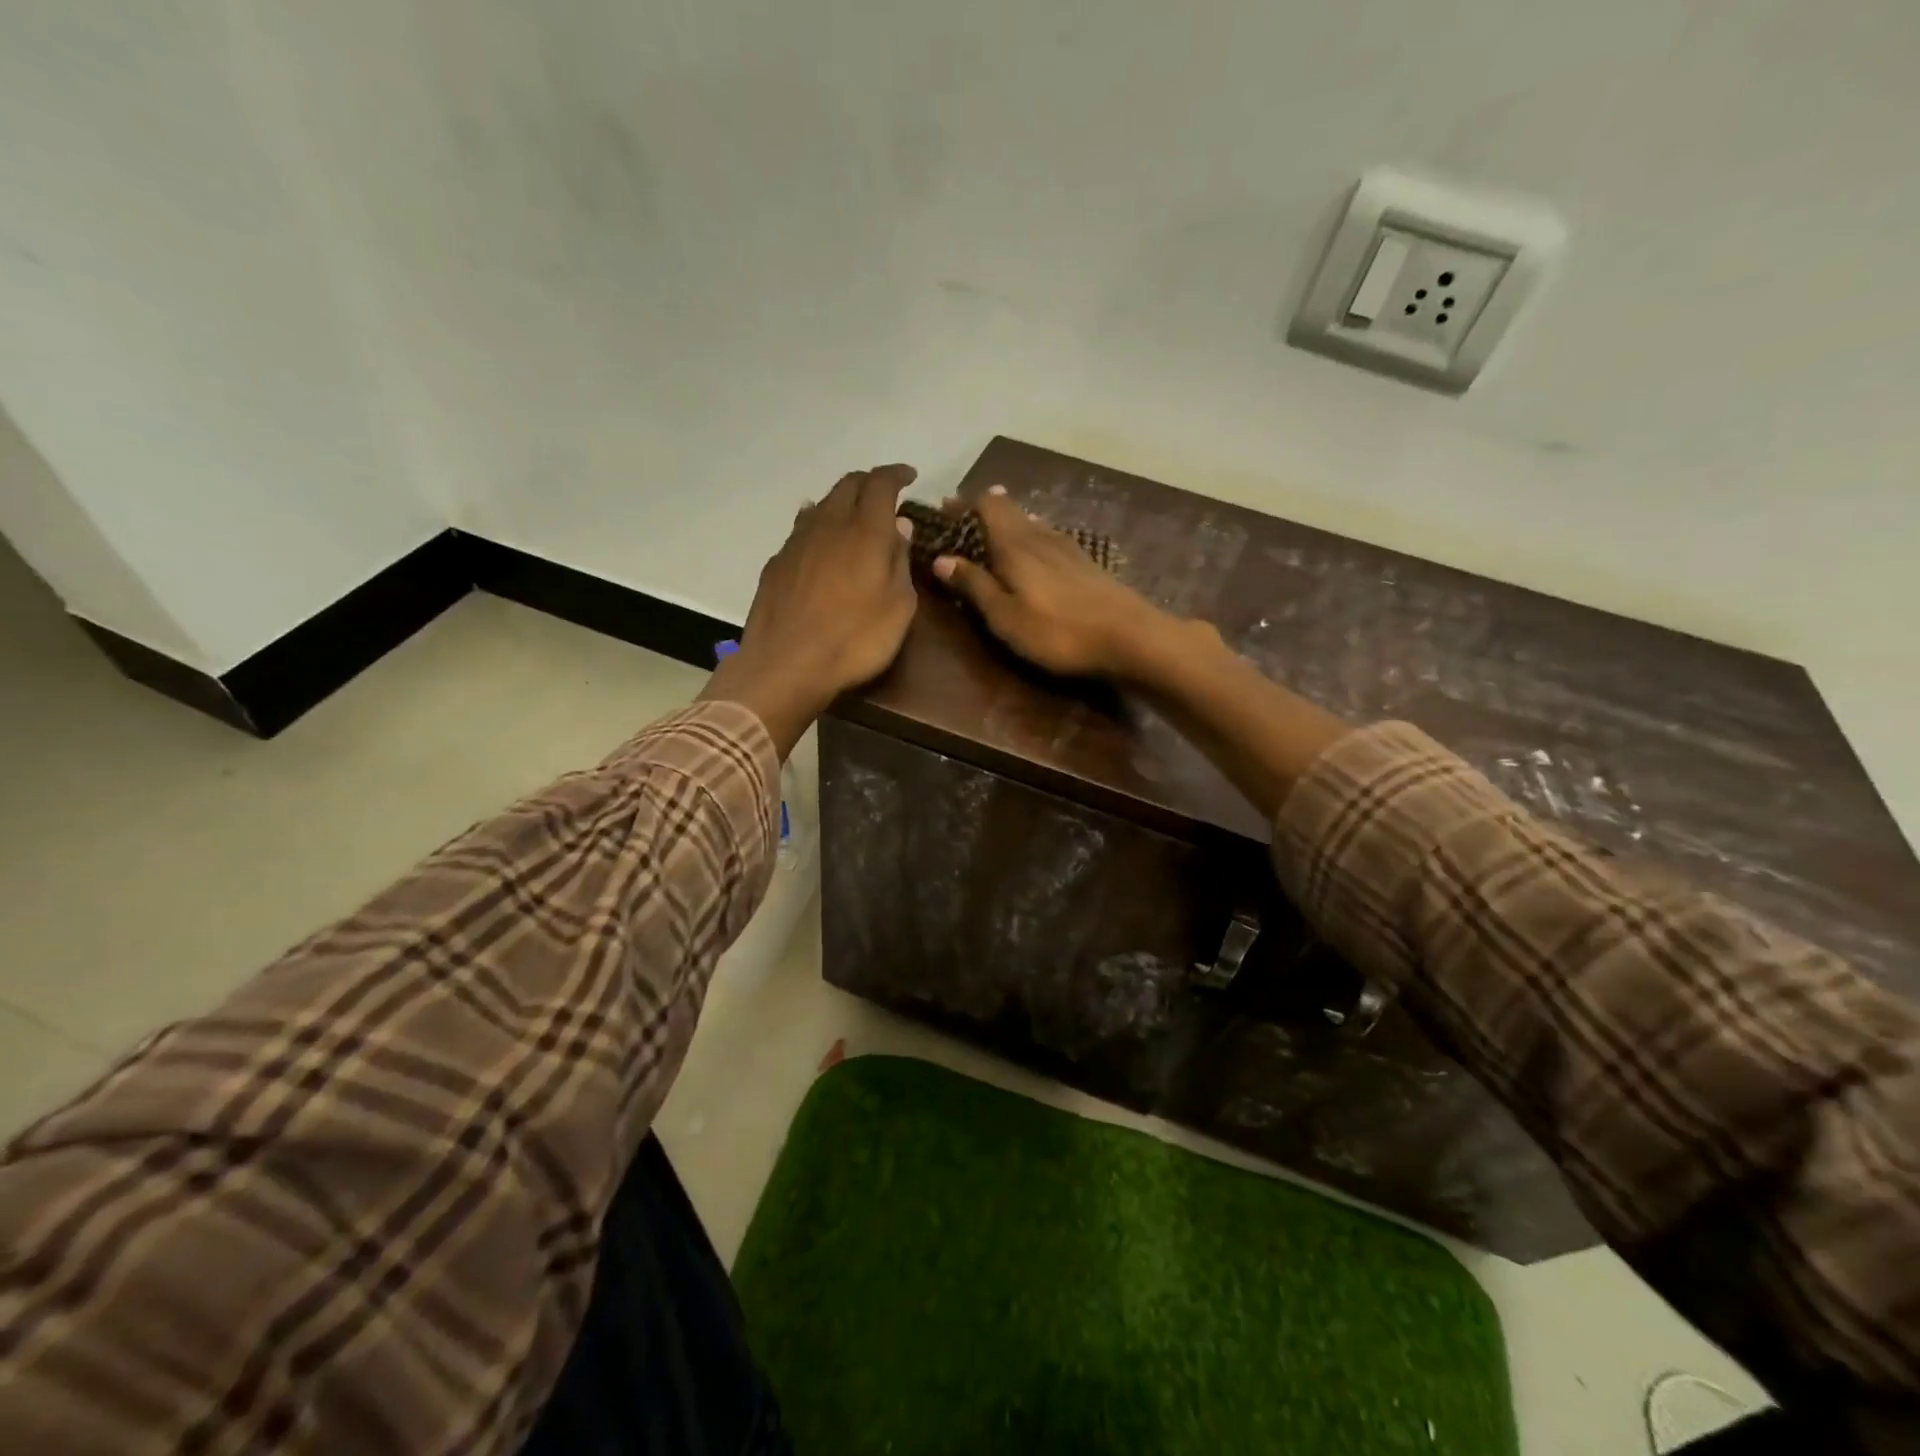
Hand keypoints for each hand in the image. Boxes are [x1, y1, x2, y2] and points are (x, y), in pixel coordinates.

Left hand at [703, 464, 918, 755]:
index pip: (881, 483)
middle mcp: (829, 524)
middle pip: (848, 485)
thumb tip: (899, 526)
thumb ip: (900, 561)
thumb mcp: (899, 607)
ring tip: (855, 514)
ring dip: (842, 502)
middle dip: (869, 482)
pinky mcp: (777, 563)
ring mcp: (797, 542)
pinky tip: (820, 539)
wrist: (786, 665)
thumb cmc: (855, 640)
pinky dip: (817, 523)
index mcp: (866, 531)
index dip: (897, 474)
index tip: (910, 477)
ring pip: (822, 504)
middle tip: (886, 494)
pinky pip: (801, 528)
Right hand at [931, 486, 1178, 680]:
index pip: (987, 506)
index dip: (964, 504)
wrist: (1130, 637)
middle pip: (1010, 510)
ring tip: (994, 530)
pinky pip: (1049, 538)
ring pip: (1032, 522)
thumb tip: (941, 558)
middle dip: (984, 510)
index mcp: (1016, 545)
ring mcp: (1069, 547)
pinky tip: (1036, 550)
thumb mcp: (1005, 616)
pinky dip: (1032, 536)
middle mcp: (1041, 536)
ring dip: (1010, 522)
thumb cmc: (1057, 632)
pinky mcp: (1087, 563)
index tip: (944, 509)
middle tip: (962, 518)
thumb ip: (974, 585)